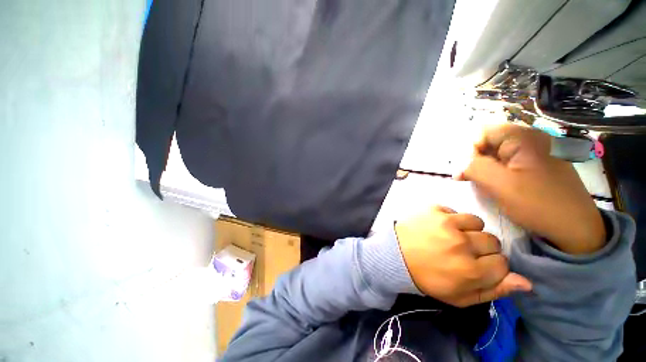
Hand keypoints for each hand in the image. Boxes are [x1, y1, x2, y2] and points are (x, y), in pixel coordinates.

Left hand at [396, 206, 531, 306]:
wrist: (395, 256)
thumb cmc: (427, 278)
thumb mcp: (459, 296)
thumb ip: (494, 290)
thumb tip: (526, 282)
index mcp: (469, 270)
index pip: (502, 263)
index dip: (491, 266)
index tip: (476, 266)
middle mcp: (461, 244)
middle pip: (492, 241)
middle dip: (481, 249)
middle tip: (462, 252)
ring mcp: (446, 223)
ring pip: (477, 222)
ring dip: (469, 231)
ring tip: (451, 238)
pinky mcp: (433, 210)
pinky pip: (455, 211)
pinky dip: (451, 219)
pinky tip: (439, 227)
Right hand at [457, 124, 605, 254]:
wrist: (576, 227)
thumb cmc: (539, 204)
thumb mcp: (500, 185)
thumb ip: (474, 167)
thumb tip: (459, 164)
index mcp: (523, 138)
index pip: (482, 133)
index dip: (468, 151)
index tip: (464, 173)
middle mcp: (530, 138)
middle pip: (489, 142)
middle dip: (476, 161)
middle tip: (472, 181)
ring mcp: (536, 151)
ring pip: (497, 154)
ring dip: (486, 169)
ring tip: (487, 186)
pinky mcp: (537, 164)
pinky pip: (508, 162)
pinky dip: (498, 173)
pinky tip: (500, 187)